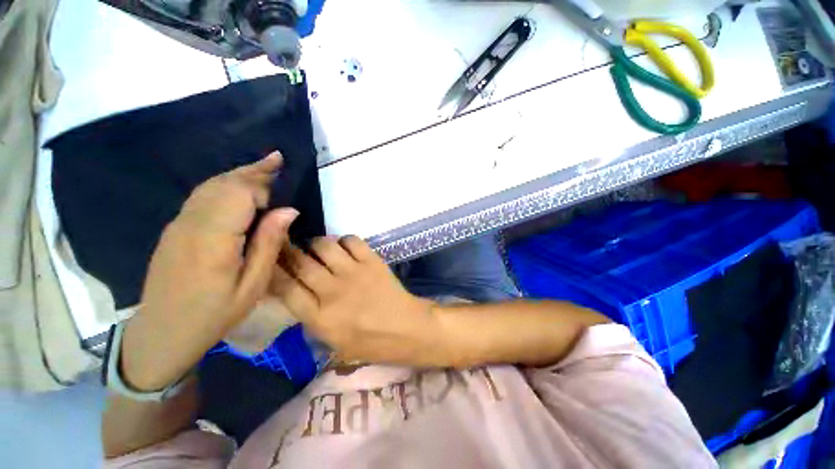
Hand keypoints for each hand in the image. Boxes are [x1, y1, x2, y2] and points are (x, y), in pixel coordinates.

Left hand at [121, 152, 297, 390]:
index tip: (283, 186)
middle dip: (252, 171)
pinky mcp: (175, 229)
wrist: (162, 333)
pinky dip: (224, 185)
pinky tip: (239, 186)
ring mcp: (178, 224)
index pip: (239, 194)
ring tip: (264, 167)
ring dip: (238, 174)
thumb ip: (270, 244)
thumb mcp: (253, 285)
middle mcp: (191, 223)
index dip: (261, 186)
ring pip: (210, 186)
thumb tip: (289, 210)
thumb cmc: (214, 314)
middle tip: (277, 159)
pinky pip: (202, 197)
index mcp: (212, 239)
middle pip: (223, 184)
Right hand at [271, 236, 442, 364]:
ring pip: (324, 246)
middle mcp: (333, 292)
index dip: (273, 270)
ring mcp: (354, 273)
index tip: (269, 261)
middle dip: (289, 251)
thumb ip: (311, 319)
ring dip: (317, 244)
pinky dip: (344, 241)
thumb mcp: (333, 342)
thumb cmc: (371, 342)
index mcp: (320, 318)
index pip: (285, 288)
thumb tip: (294, 292)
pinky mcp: (372, 261)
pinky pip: (351, 240)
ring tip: (320, 249)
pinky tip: (345, 248)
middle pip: (301, 262)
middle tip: (289, 248)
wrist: (406, 328)